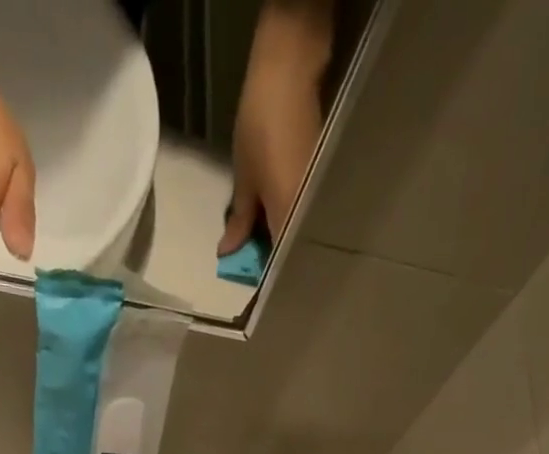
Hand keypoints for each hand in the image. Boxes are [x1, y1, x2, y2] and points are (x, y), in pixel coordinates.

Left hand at [218, 6, 329, 256]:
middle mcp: (309, 216)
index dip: (264, 276)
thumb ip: (240, 219)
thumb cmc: (261, 126)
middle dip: (272, 260)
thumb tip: (228, 252)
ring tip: (259, 243)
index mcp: (290, 219)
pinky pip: (303, 215)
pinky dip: (288, 221)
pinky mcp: (321, 184)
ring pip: (298, 234)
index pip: (279, 264)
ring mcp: (318, 200)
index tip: (251, 285)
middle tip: (252, 261)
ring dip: (280, 240)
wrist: (290, 73)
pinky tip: (273, 220)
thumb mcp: (245, 178)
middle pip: (292, 251)